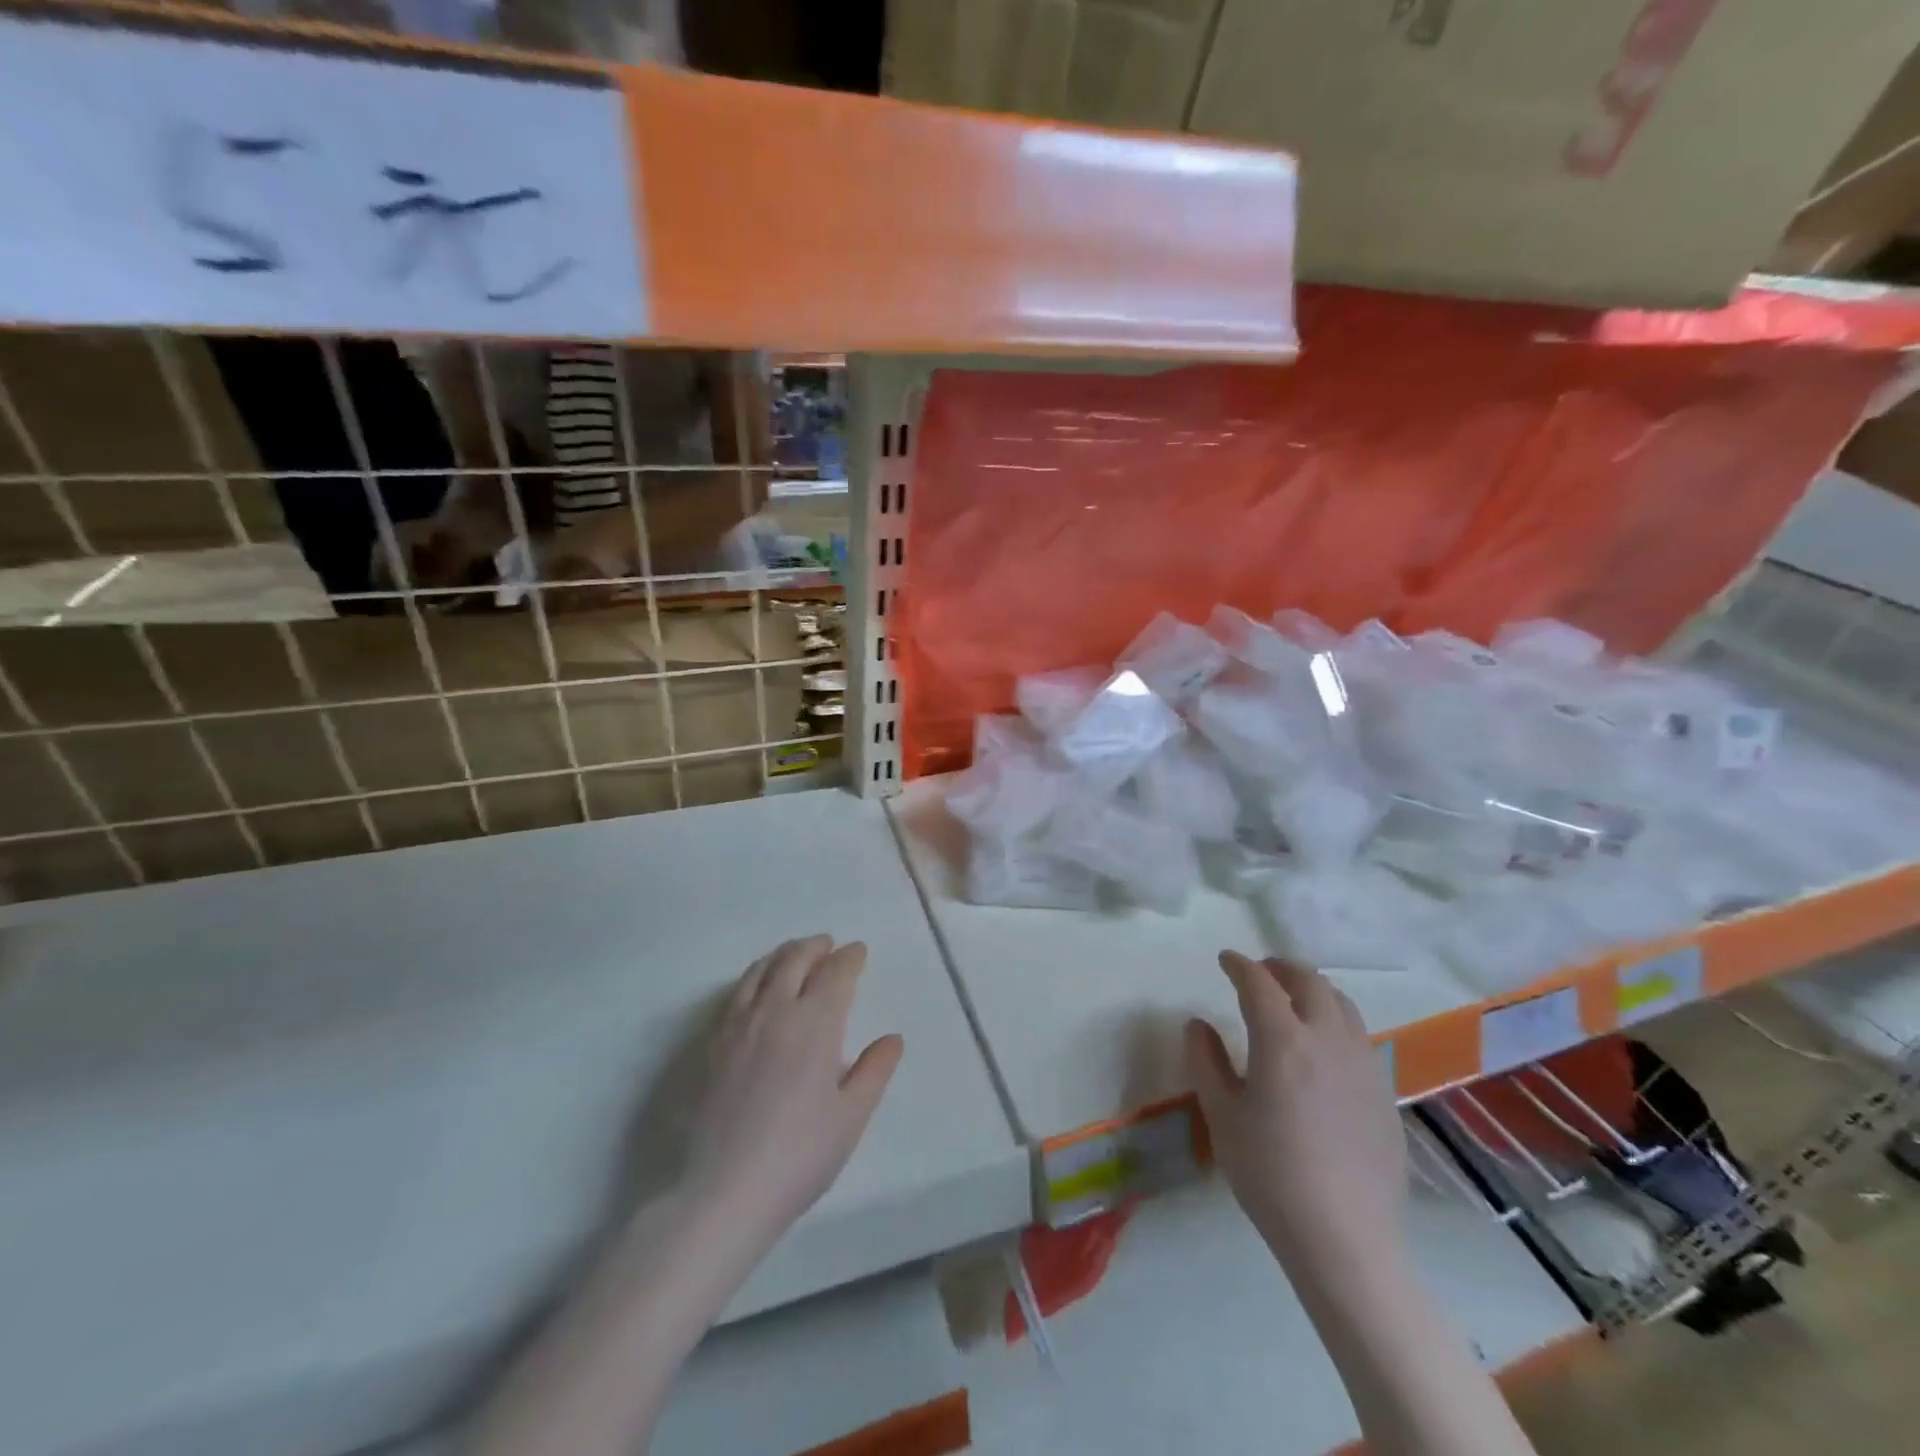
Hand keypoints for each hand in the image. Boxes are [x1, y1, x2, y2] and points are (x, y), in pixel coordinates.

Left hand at [684, 936, 903, 1250]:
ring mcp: (740, 1025)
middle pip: (795, 960)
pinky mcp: (715, 1044)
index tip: (858, 951)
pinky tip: (758, 988)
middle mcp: (776, 1011)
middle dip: (815, 947)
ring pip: (761, 970)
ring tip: (794, 954)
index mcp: (815, 1023)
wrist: (726, 1189)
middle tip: (828, 944)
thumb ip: (874, 1071)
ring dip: (783, 955)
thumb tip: (891, 1039)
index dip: (849, 958)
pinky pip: (737, 993)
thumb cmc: (801, 1153)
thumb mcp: (851, 1115)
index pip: (835, 974)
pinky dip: (755, 976)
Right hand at [1186, 953, 1405, 1270]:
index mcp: (1283, 1040)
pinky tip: (1323, 1048)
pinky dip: (1336, 1021)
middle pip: (1309, 982)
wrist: (1345, 1240)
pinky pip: (1359, 1037)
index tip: (1225, 960)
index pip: (1259, 982)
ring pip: (1342, 1004)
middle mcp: (1328, 1039)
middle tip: (1260, 971)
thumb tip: (1197, 1024)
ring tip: (1294, 1000)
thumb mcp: (1222, 1116)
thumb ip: (1206, 1061)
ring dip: (1313, 990)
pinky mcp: (1384, 1093)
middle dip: (1281, 968)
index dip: (1239, 965)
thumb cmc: (1270, 1175)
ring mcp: (1363, 1065)